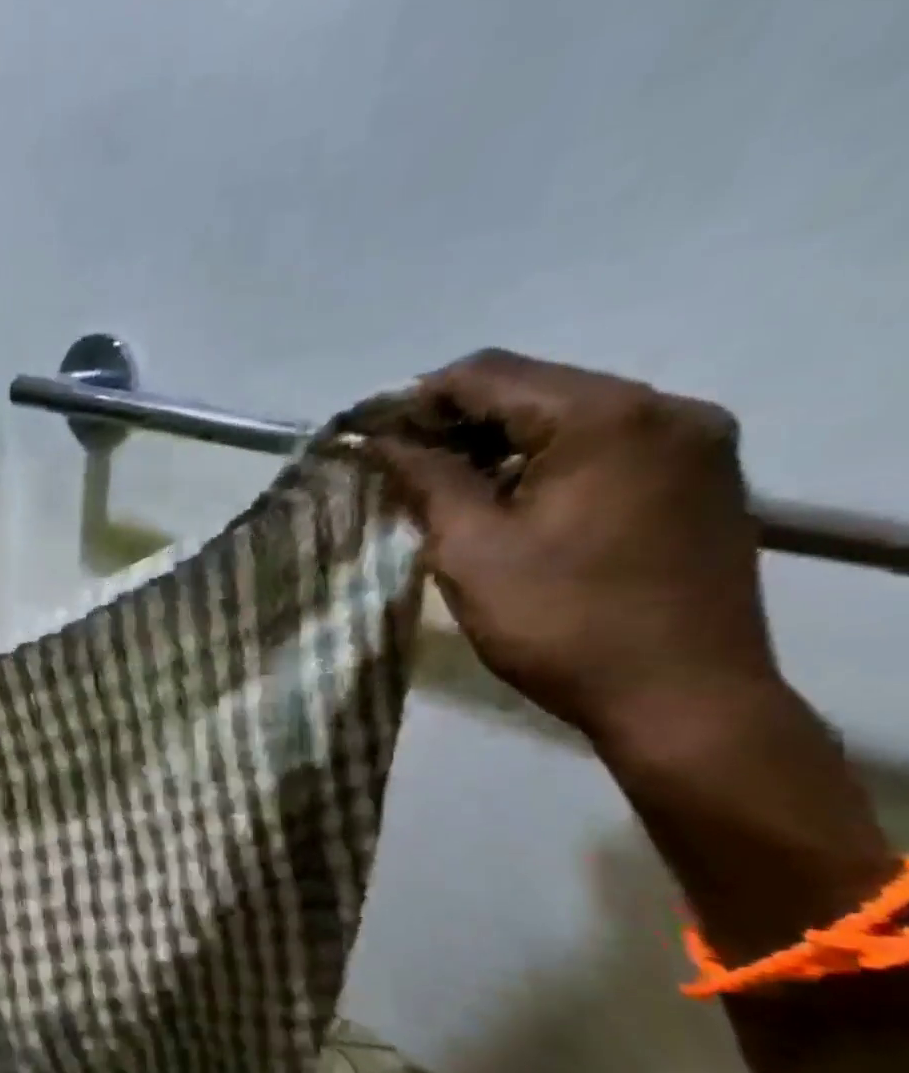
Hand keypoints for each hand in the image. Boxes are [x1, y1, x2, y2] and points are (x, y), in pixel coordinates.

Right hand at [364, 349, 779, 747]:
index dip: (418, 401)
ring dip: (502, 445)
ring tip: (451, 492)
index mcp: (605, 417)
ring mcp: (694, 441)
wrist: (682, 698)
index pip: (490, 374)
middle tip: (403, 471)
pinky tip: (514, 504)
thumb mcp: (471, 552)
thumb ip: (427, 482)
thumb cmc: (560, 624)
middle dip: (459, 424)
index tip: (370, 439)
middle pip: (536, 389)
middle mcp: (663, 408)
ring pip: (571, 417)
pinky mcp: (702, 478)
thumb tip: (381, 441)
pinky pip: (608, 446)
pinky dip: (548, 463)